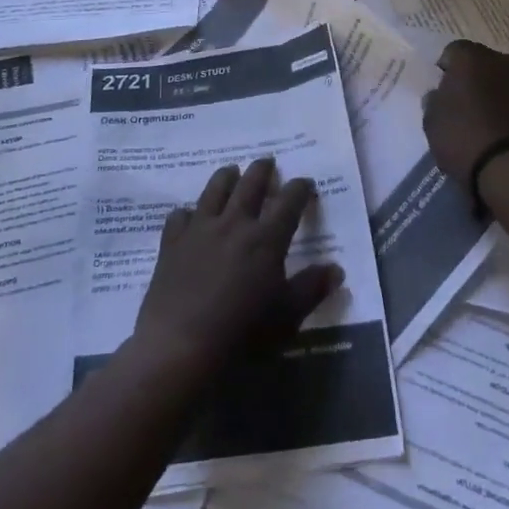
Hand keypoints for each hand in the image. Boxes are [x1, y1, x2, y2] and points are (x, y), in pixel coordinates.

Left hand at [133, 157, 343, 374]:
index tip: (306, 183)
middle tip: (267, 162)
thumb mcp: (287, 316)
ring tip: (231, 171)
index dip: (300, 188)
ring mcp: (200, 229)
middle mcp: (234, 223)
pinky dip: (187, 212)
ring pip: (214, 190)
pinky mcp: (172, 242)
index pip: (289, 201)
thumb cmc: (242, 332)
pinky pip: (179, 216)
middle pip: (250, 184)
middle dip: (262, 170)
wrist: (180, 345)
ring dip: (226, 177)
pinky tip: (188, 216)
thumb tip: (337, 269)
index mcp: (267, 238)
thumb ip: (312, 288)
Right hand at [422, 40, 508, 180]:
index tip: (442, 90)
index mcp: (471, 59)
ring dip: (497, 94)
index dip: (446, 69)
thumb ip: (434, 102)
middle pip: (483, 63)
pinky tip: (507, 134)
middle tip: (464, 105)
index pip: (454, 51)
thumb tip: (439, 95)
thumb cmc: (464, 139)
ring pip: (506, 81)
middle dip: (474, 78)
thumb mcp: (432, 123)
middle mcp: (503, 62)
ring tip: (488, 123)